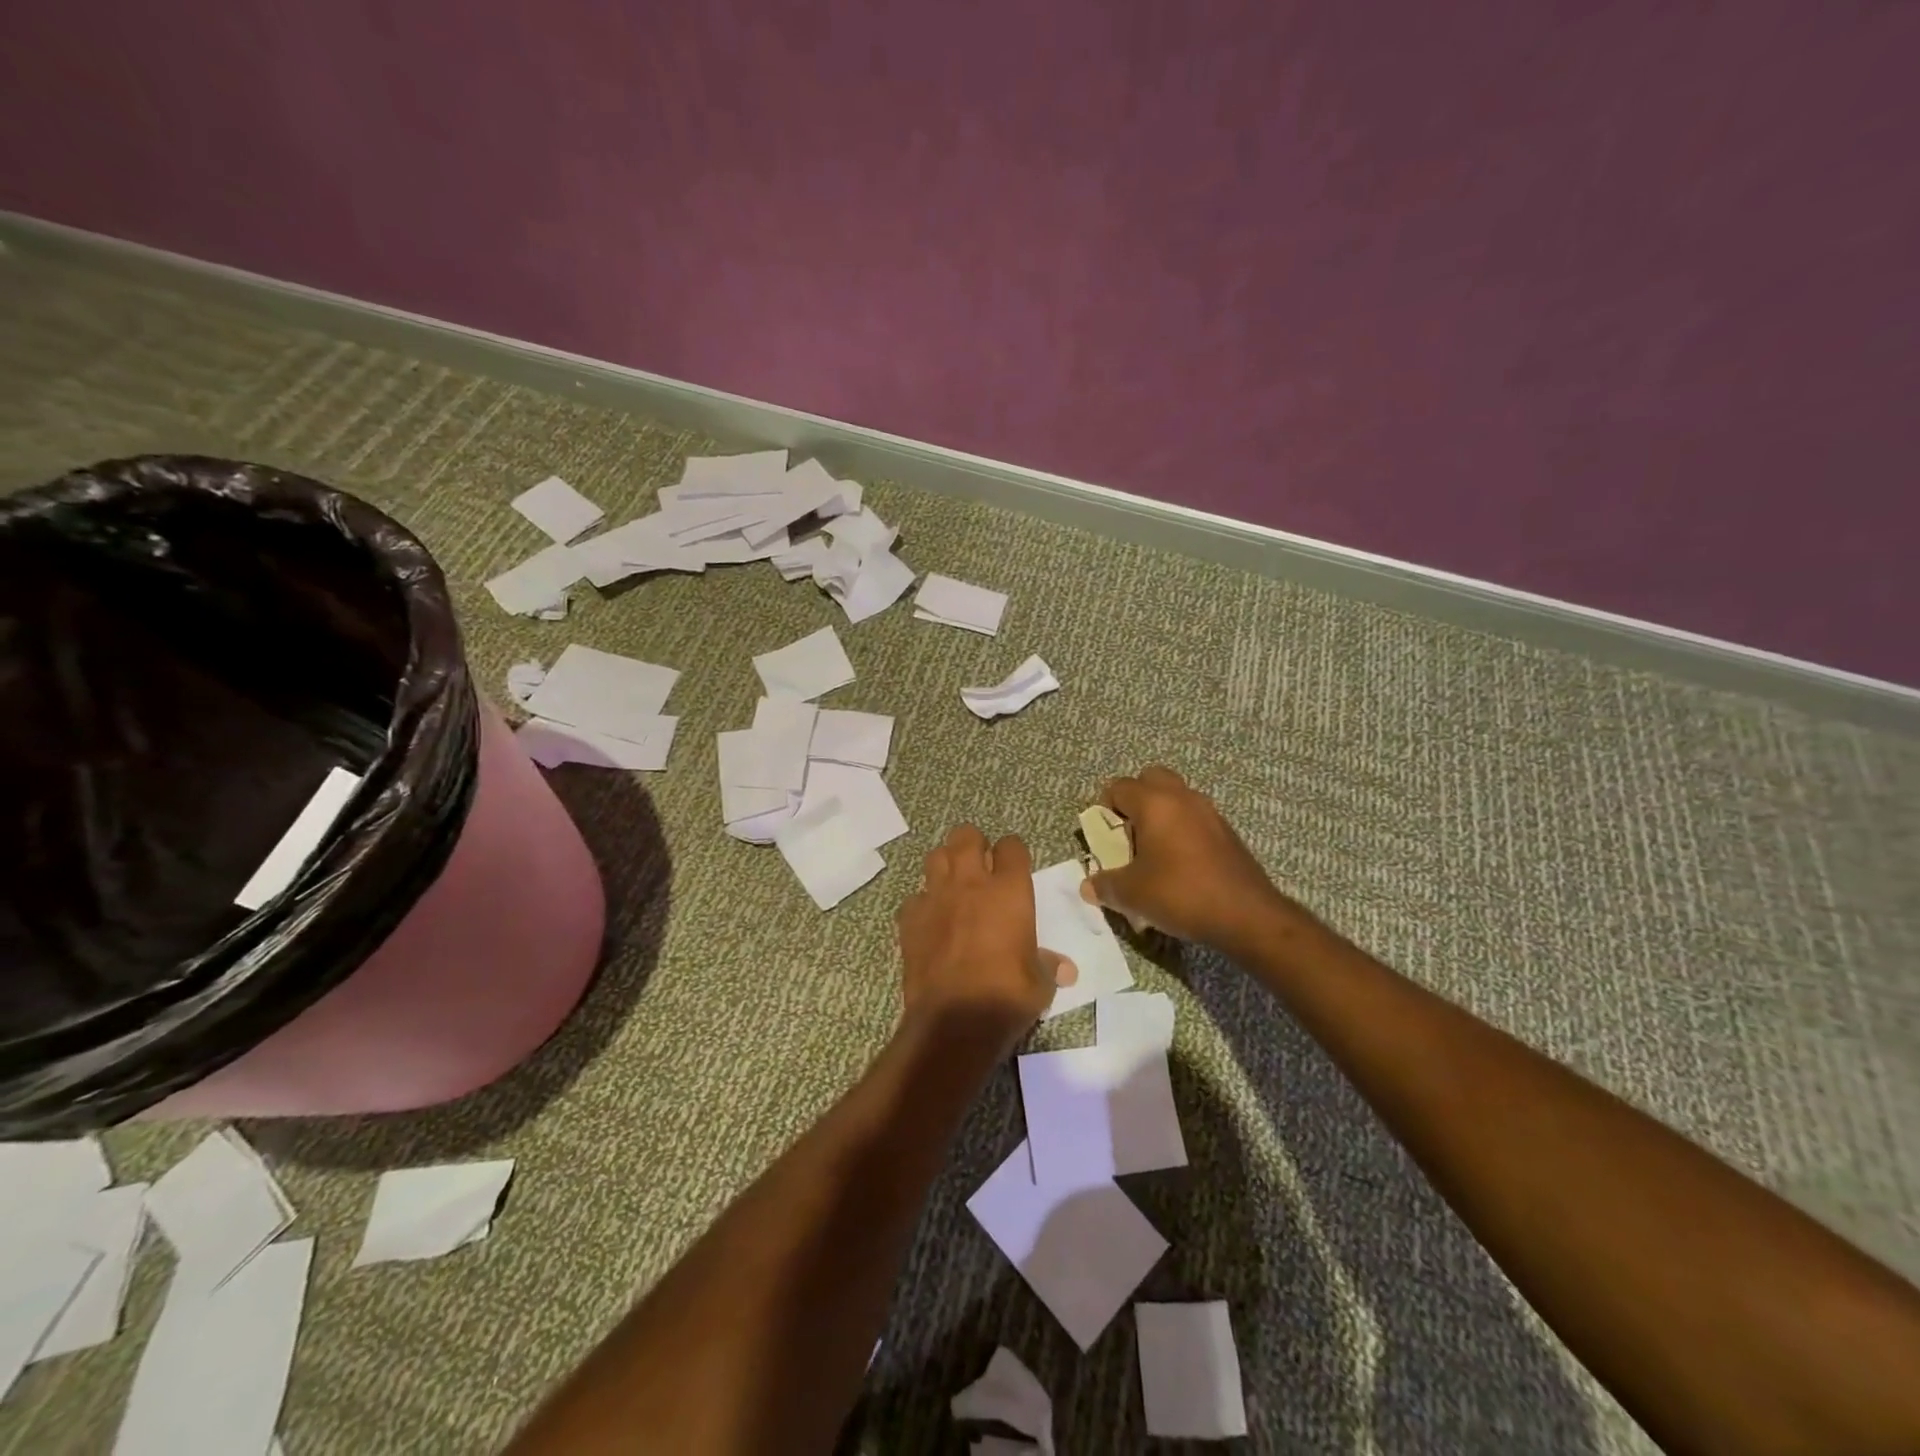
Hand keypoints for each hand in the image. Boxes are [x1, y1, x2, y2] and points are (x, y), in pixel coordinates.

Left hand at [896, 826, 1075, 1052]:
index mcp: (1008, 891)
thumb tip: (1064, 969)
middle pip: (966, 835)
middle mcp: (970, 884)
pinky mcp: (910, 919)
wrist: (954, 1022)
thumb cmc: (1006, 997)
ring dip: (946, 864)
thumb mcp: (1040, 984)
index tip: (1014, 866)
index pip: (1011, 846)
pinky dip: (923, 903)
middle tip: (981, 865)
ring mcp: (935, 898)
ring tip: (955, 884)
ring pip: (936, 857)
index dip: (1013, 852)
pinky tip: (932, 920)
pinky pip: (915, 897)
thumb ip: (1048, 966)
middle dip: (974, 844)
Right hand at [1081, 766, 1296, 952]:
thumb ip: (1105, 885)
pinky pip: (1195, 819)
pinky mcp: (1227, 832)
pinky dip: (1182, 831)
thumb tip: (1089, 886)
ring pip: (1176, 798)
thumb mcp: (1132, 894)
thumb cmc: (1181, 894)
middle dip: (1135, 800)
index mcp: (1155, 803)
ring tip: (1153, 852)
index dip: (1104, 808)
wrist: (1247, 916)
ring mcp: (1210, 812)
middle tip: (1128, 833)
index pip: (1119, 787)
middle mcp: (1183, 797)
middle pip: (1151, 779)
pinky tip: (1180, 866)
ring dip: (1161, 815)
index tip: (1104, 836)